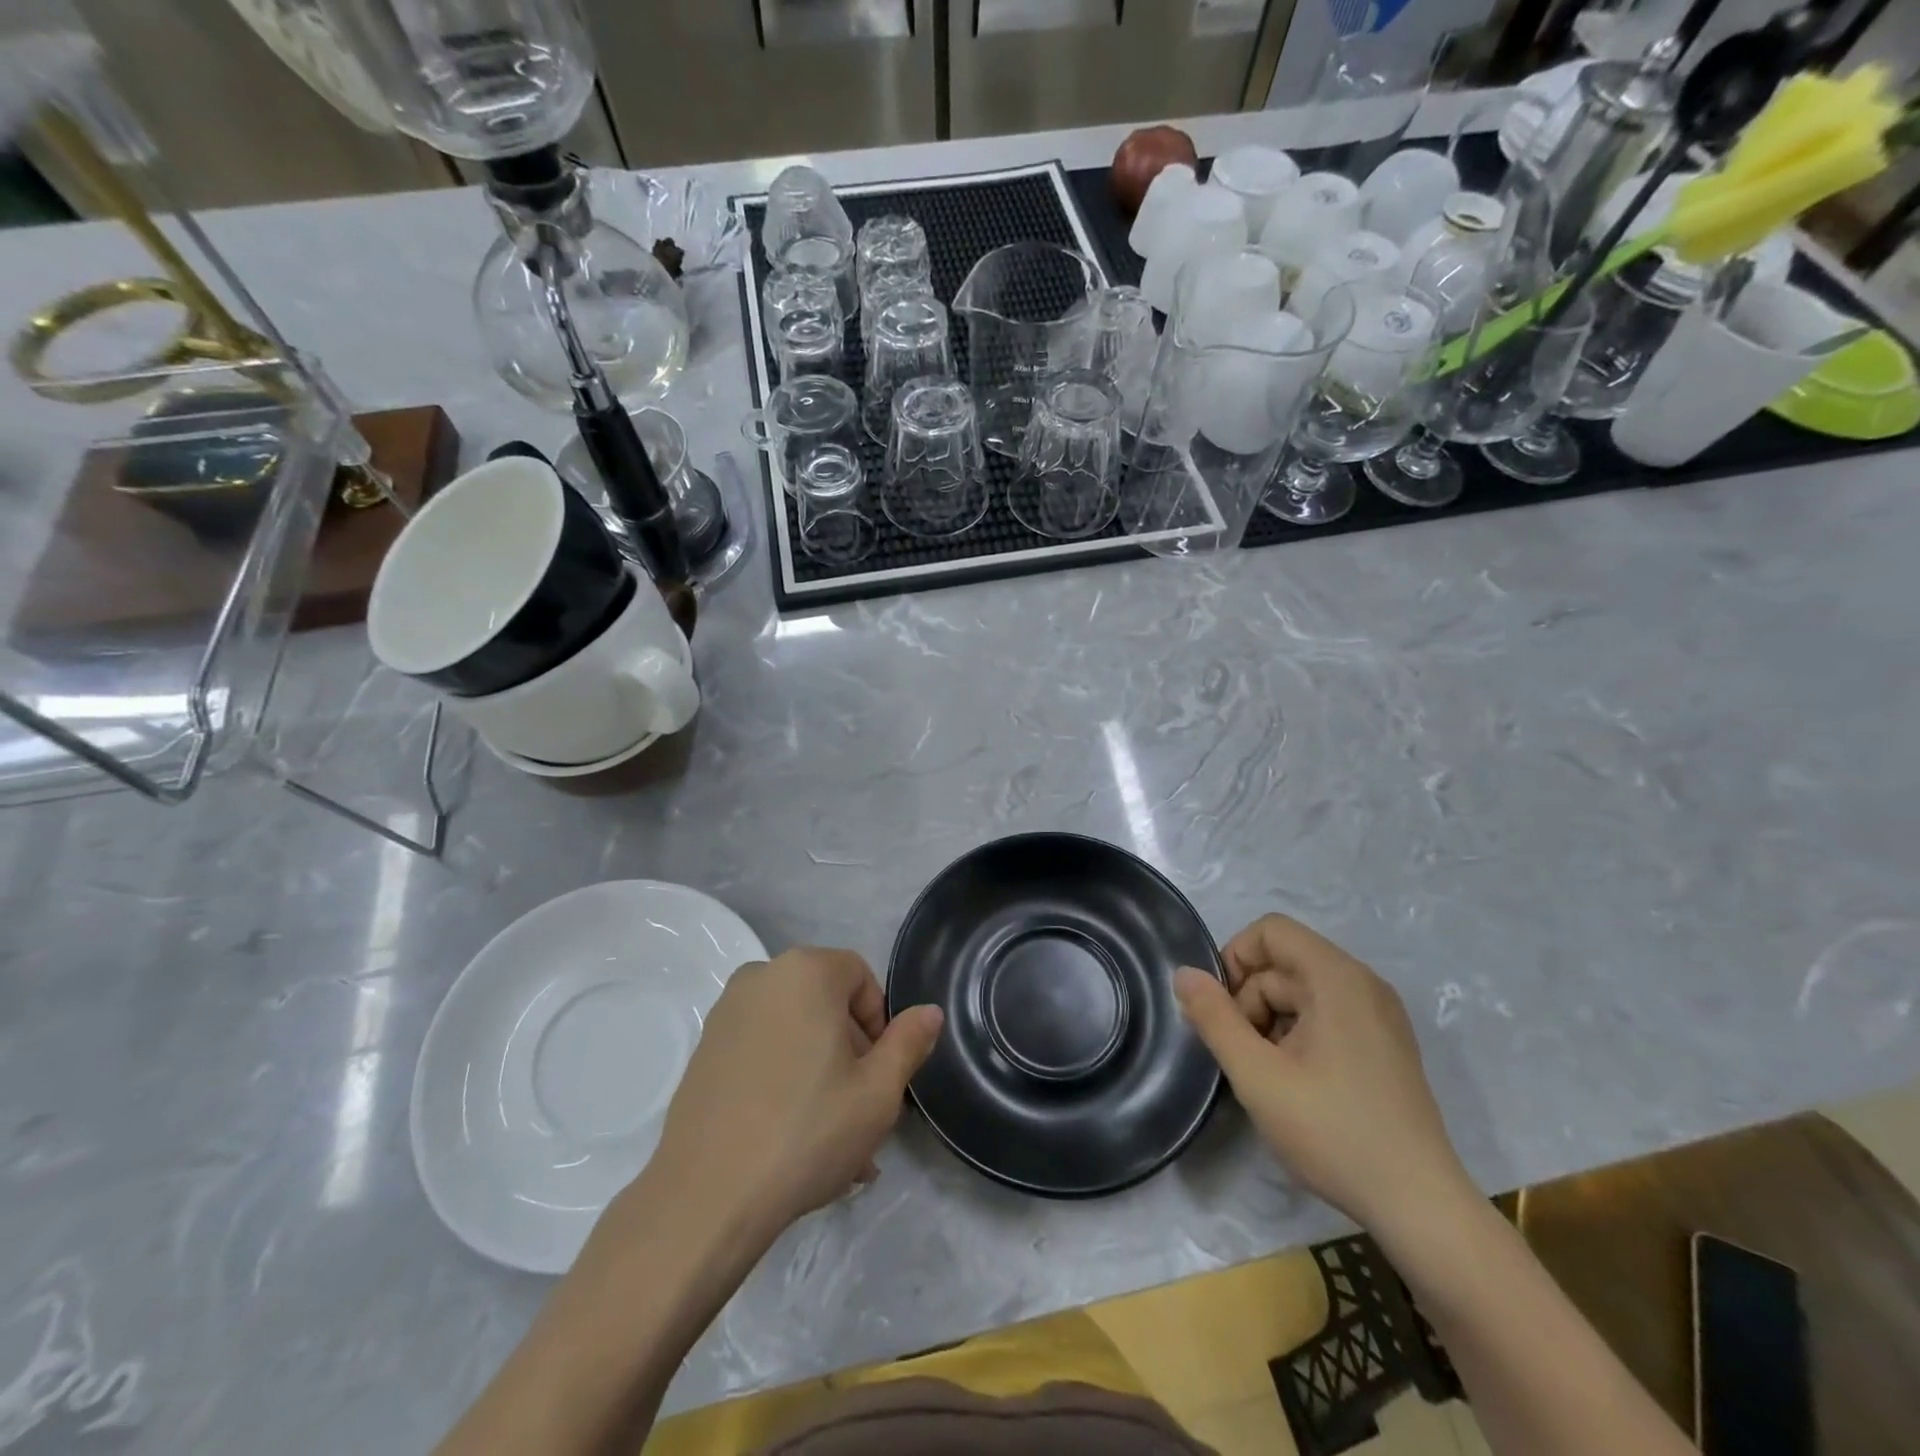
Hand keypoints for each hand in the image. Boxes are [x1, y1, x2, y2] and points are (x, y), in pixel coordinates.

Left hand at [645, 948, 943, 1246]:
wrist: (706, 1197)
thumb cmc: (807, 1132)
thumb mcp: (878, 1091)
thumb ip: (908, 1042)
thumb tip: (929, 1011)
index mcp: (805, 971)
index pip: (859, 976)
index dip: (878, 1022)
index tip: (879, 1073)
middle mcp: (761, 977)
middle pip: (825, 1004)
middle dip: (850, 1053)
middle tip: (860, 1112)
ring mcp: (725, 1014)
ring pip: (794, 1033)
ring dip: (820, 1073)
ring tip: (832, 1140)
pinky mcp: (704, 1051)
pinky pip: (761, 1052)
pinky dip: (783, 1080)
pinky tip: (792, 1139)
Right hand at [1174, 915, 1470, 1236]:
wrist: (1421, 1208)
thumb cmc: (1333, 1132)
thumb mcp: (1257, 1075)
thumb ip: (1214, 1018)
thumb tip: (1183, 973)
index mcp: (1338, 978)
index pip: (1271, 931)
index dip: (1235, 958)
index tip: (1220, 1010)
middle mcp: (1363, 985)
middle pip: (1284, 964)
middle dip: (1249, 1000)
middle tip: (1242, 1056)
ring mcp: (1379, 1016)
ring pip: (1301, 993)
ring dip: (1270, 1023)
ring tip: (1267, 1077)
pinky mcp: (1385, 1046)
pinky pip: (1325, 1017)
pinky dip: (1297, 1037)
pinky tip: (1294, 1085)